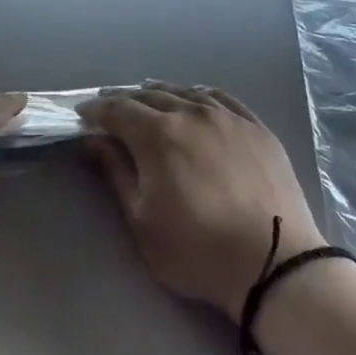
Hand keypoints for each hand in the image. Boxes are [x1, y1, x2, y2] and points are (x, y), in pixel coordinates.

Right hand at [77, 83, 324, 319]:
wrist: (273, 261)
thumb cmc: (197, 250)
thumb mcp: (142, 220)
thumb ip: (116, 173)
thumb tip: (95, 140)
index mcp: (159, 134)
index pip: (119, 110)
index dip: (96, 110)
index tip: (82, 115)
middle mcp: (193, 113)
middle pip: (150, 96)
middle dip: (124, 99)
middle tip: (108, 105)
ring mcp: (229, 117)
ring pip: (187, 93)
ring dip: (161, 93)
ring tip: (147, 96)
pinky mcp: (257, 127)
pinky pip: (221, 98)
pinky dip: (199, 95)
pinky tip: (196, 98)